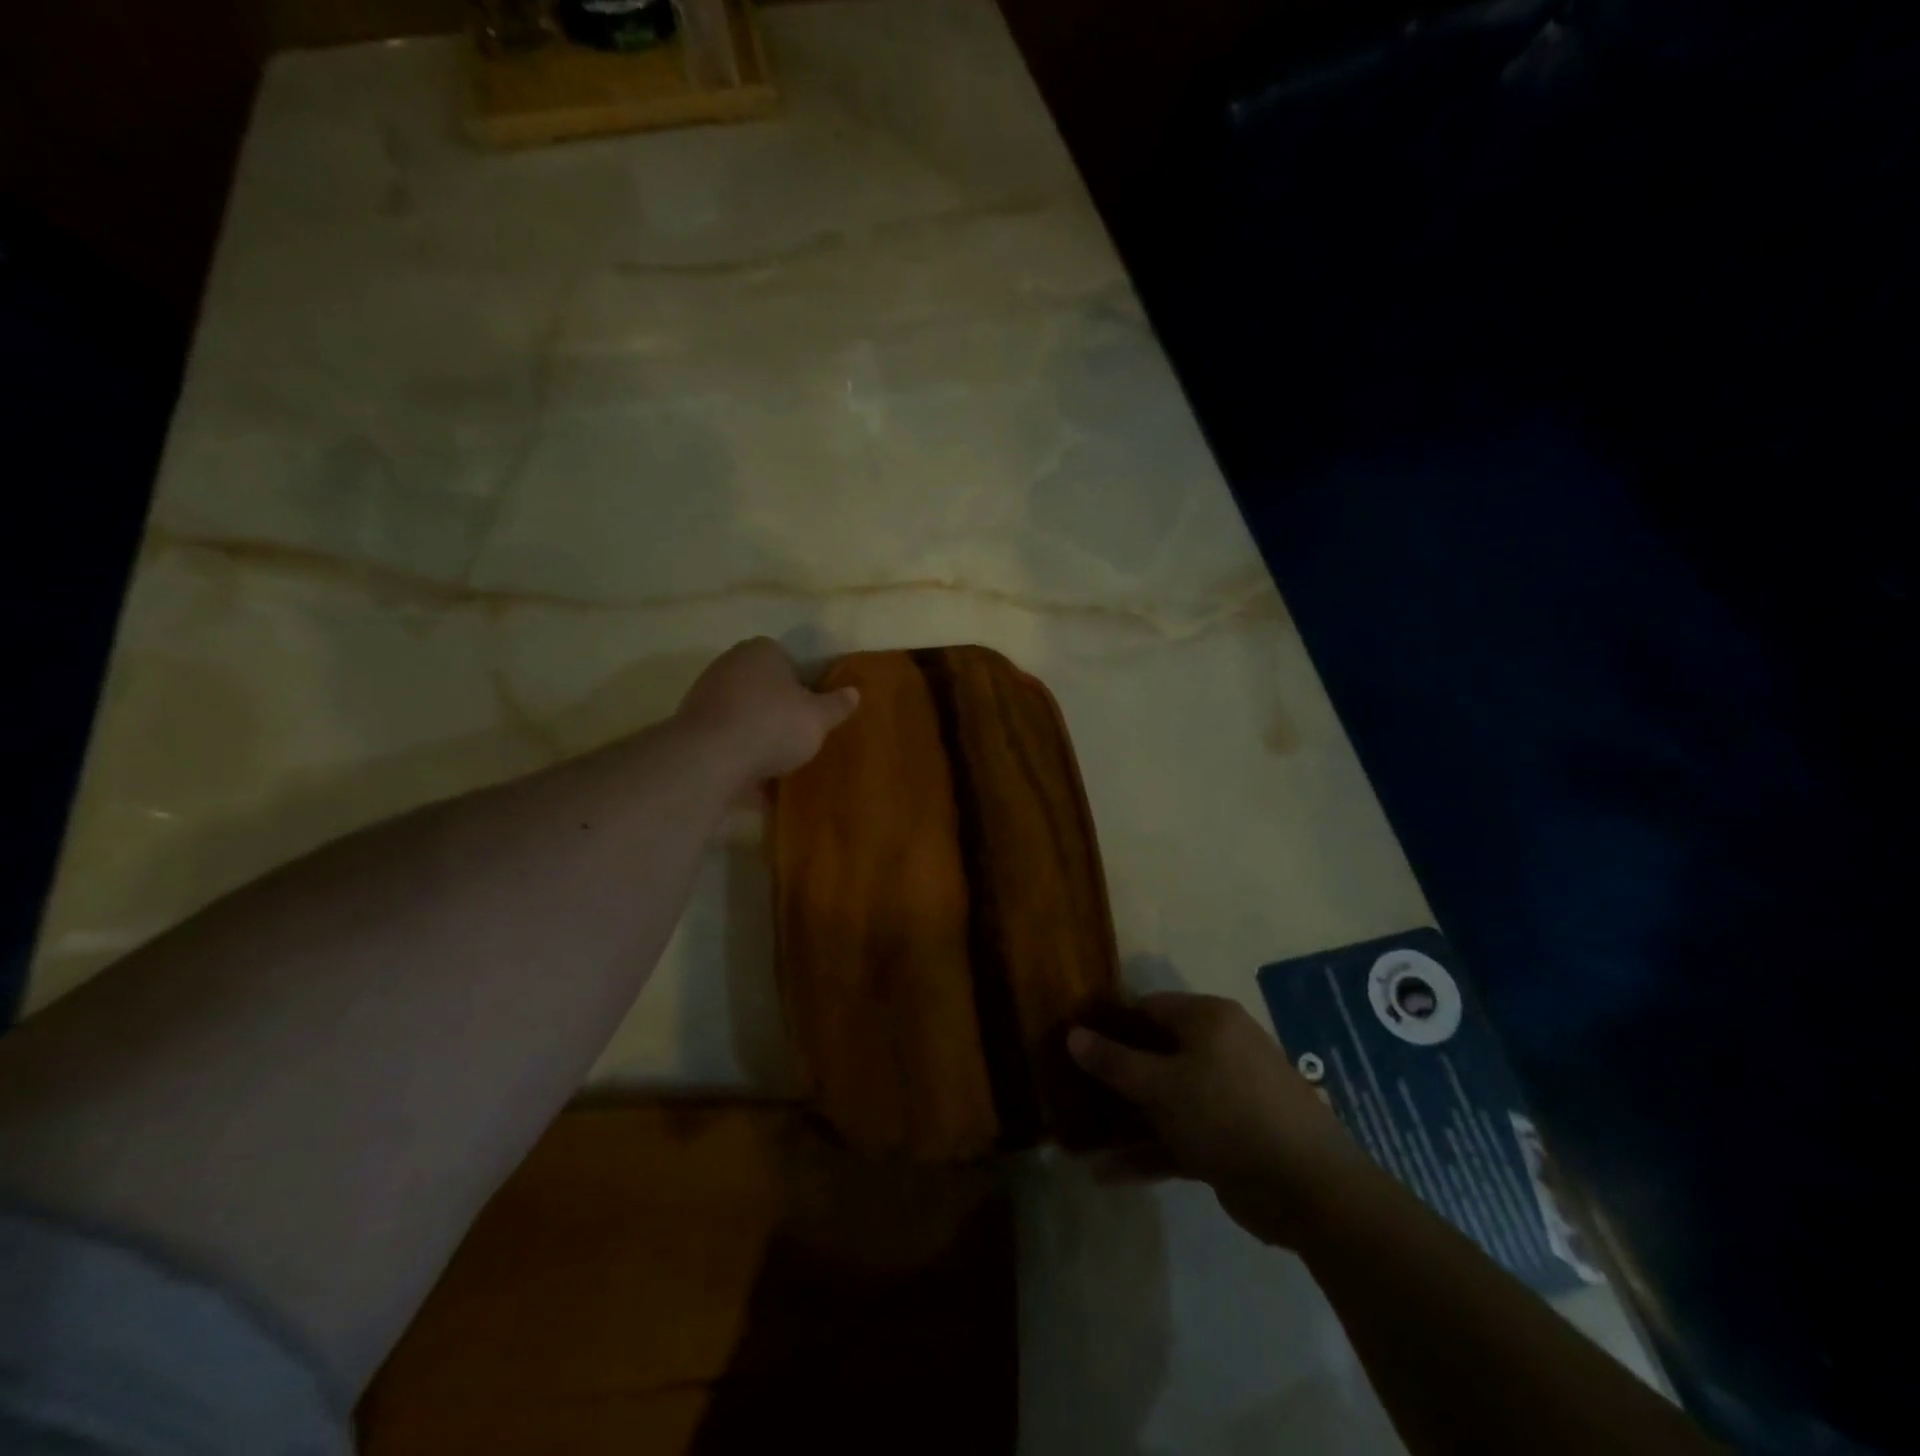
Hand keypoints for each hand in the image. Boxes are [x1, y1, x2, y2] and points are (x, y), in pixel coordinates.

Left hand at [676, 638, 860, 783]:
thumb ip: (837, 705)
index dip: (802, 683)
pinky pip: (724, 738)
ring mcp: (705, 694)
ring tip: (776, 762)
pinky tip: (752, 779)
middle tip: (797, 733)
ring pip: (741, 712)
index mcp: (761, 651)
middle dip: (777, 707)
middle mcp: (729, 664)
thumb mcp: (818, 718)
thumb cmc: (772, 725)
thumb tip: (854, 692)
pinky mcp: (690, 726)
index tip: (811, 708)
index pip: (786, 658)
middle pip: (761, 685)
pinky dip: (737, 754)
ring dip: (756, 732)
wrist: (710, 757)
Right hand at [1068, 992, 1364, 1247]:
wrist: (1310, 1189)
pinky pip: (1179, 1136)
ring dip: (1125, 1121)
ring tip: (1079, 1139)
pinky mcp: (1228, 1140)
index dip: (1109, 1023)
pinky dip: (1148, 1152)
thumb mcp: (1162, 1085)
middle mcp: (1217, 1049)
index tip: (1074, 1044)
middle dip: (1113, 1078)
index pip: (1147, 1008)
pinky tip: (1107, 1174)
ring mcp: (1224, 1096)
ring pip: (1164, 1100)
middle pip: (1154, 1054)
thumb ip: (1114, 1062)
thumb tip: (1072, 1034)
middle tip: (1071, 1091)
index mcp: (1207, 1020)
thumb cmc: (1228, 1114)